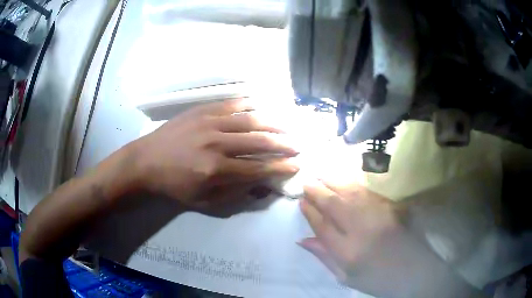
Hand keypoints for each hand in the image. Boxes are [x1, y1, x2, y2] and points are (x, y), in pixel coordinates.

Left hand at [129, 99, 298, 209]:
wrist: (145, 162)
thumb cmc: (173, 186)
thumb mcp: (203, 201)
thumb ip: (233, 194)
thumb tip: (259, 184)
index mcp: (216, 170)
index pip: (258, 168)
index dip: (280, 167)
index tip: (296, 165)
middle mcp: (217, 144)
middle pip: (259, 142)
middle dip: (283, 144)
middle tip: (298, 145)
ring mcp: (209, 123)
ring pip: (250, 120)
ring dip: (273, 123)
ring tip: (289, 126)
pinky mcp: (202, 111)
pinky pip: (231, 104)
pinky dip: (249, 104)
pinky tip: (262, 105)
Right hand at [299, 179, 482, 297]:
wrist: (415, 272)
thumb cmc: (378, 279)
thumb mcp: (347, 277)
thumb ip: (325, 257)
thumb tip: (303, 240)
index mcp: (348, 252)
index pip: (323, 226)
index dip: (310, 212)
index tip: (301, 202)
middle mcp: (362, 230)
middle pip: (334, 205)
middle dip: (317, 192)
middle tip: (307, 182)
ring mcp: (379, 216)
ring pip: (350, 194)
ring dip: (333, 182)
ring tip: (321, 175)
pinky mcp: (392, 207)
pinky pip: (367, 192)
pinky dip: (352, 185)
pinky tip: (345, 181)